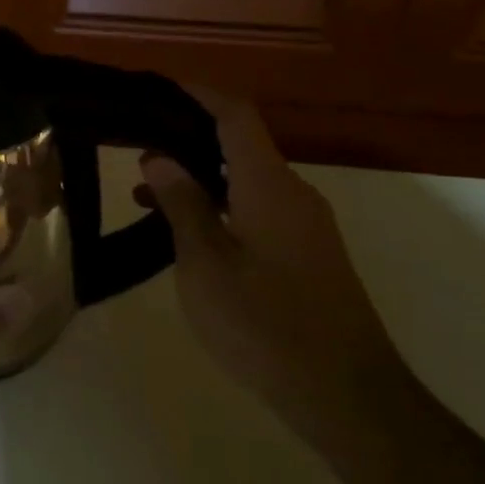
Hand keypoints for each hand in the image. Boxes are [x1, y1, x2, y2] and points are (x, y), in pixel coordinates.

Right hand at [137, 94, 404, 444]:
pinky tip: (185, 231)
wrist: (348, 398)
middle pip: (240, 143)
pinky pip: (256, 208)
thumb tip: (159, 157)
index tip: (157, 86)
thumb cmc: (266, 325)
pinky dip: (219, 205)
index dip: (198, 93)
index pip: (235, 114)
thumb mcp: (205, 264)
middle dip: (188, 135)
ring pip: (246, 180)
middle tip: (136, 142)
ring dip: (199, 176)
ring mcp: (305, 225)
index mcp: (269, 185)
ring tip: (144, 191)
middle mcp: (293, 194)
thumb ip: (183, 204)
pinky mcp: (307, 254)